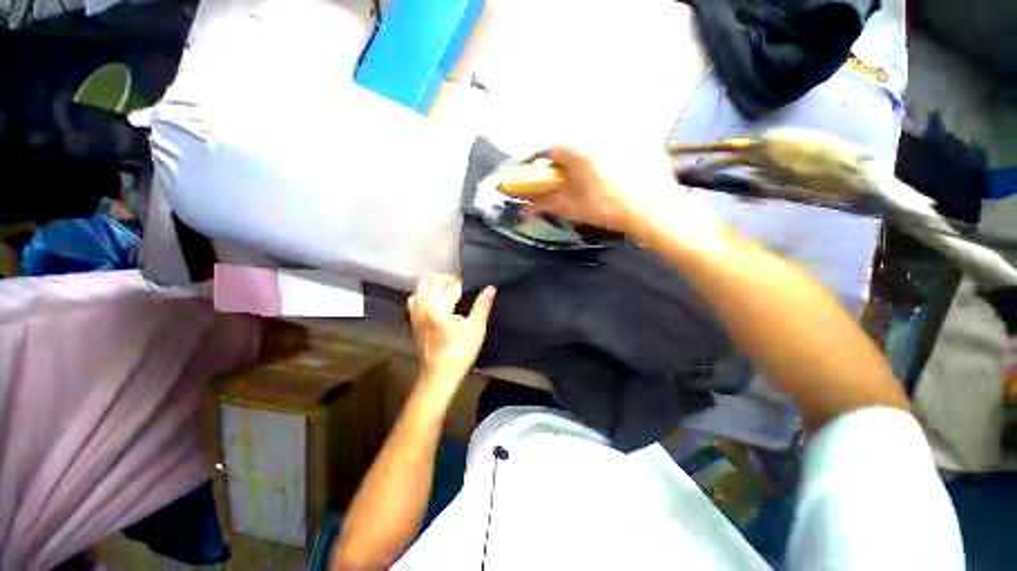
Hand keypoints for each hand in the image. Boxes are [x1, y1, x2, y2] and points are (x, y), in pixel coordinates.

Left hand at [408, 276, 495, 393]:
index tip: (474, 288)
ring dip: (436, 286)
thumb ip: (482, 306)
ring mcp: (416, 313)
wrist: (439, 374)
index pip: (453, 286)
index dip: (465, 285)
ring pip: (422, 288)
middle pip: (435, 282)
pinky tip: (435, 302)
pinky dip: (424, 295)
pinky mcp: (413, 320)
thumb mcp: (476, 329)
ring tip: (449, 293)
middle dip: (450, 281)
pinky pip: (414, 299)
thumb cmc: (460, 352)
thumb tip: (490, 288)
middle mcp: (424, 306)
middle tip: (463, 289)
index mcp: (440, 308)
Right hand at [527, 146, 676, 231]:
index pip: (551, 150)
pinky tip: (625, 173)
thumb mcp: (573, 209)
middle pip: (575, 144)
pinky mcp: (644, 137)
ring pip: (599, 141)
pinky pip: (622, 142)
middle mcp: (598, 132)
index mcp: (578, 149)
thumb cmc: (608, 209)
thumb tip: (527, 205)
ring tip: (603, 178)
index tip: (552, 179)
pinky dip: (618, 154)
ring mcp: (624, 132)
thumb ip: (547, 204)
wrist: (653, 210)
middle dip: (572, 162)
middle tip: (579, 181)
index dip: (548, 166)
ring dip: (594, 156)